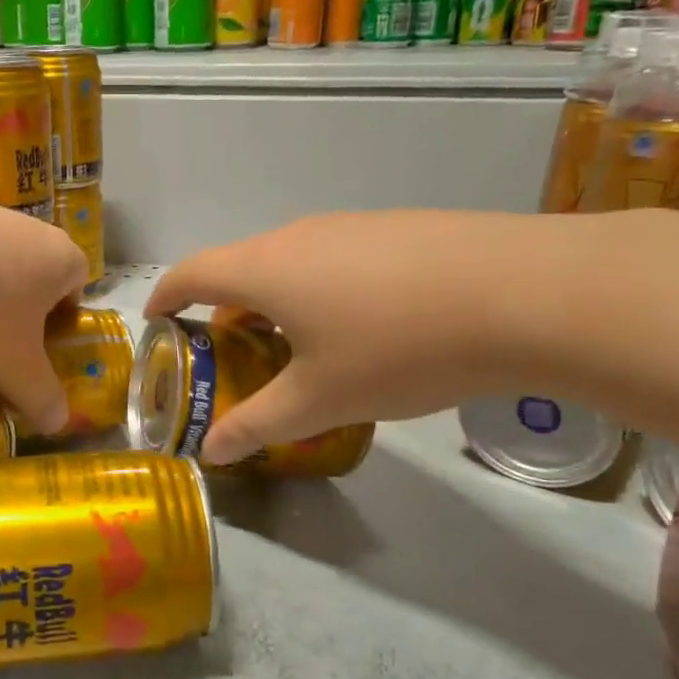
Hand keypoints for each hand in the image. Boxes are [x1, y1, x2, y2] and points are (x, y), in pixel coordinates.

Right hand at [145, 210, 608, 464]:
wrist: (523, 293)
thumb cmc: (398, 347)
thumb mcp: (321, 399)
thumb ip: (258, 424)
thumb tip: (213, 452)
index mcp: (264, 269)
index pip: (191, 273)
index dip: (164, 297)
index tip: (154, 322)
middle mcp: (297, 236)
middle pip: (239, 268)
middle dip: (223, 313)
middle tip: (229, 359)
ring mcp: (350, 227)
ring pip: (289, 264)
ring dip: (274, 303)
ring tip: (294, 350)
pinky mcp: (396, 229)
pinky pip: (333, 260)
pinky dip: (319, 292)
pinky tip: (361, 329)